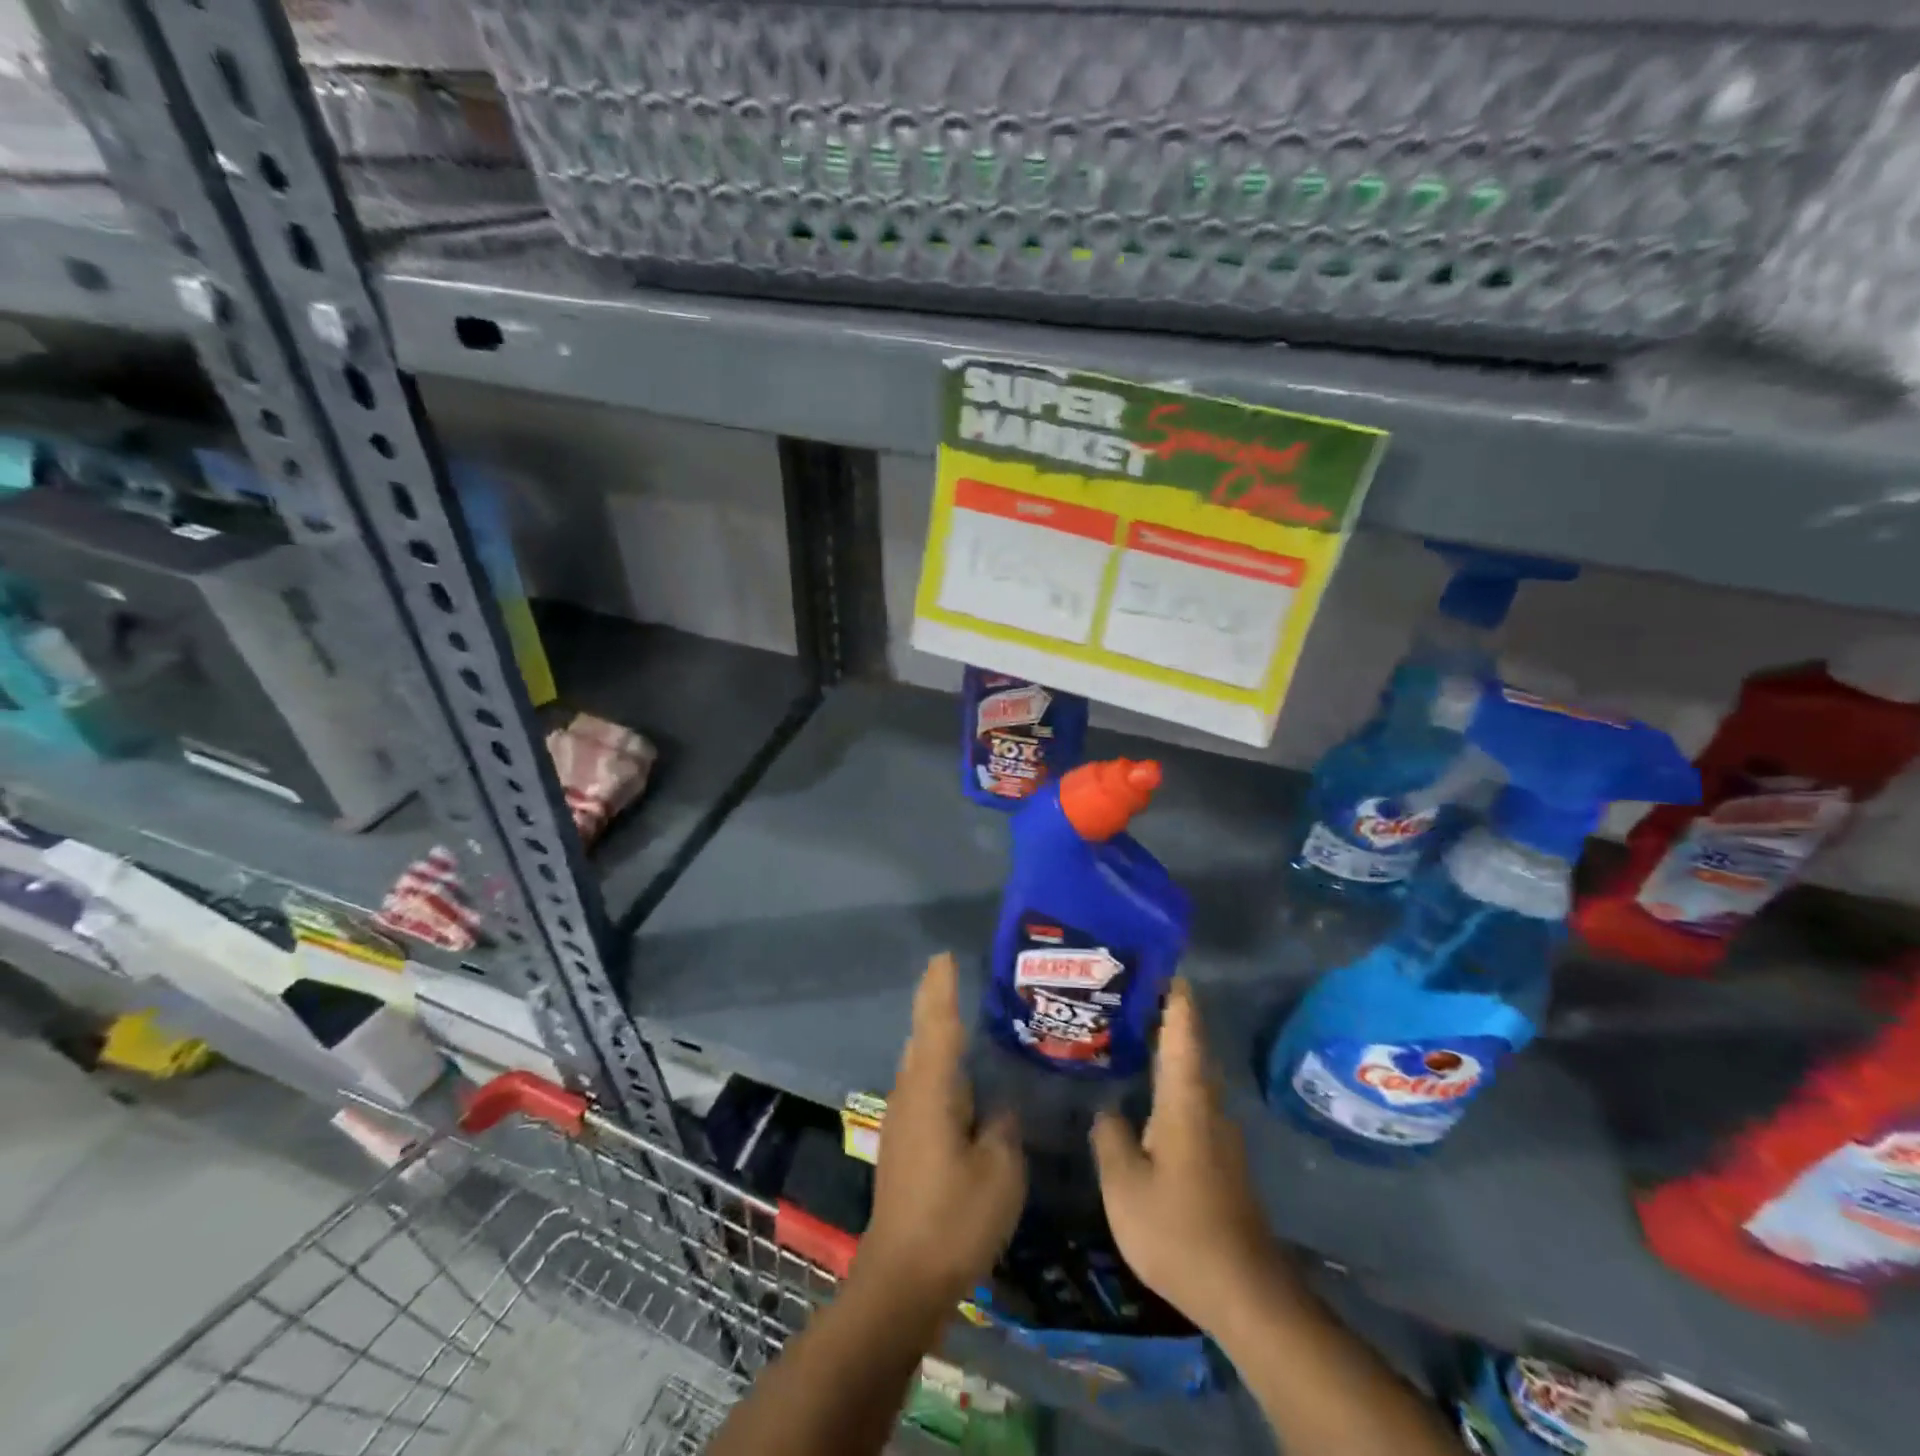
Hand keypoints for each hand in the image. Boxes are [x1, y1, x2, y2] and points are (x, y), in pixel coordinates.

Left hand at [855, 952, 1025, 1310]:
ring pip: (920, 1062)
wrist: (902, 1278)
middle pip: (923, 1036)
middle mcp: (910, 1095)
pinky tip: (961, 1078)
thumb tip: (1002, 1106)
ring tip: (964, 1016)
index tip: (945, 956)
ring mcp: (902, 1119)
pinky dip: (940, 1066)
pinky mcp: (903, 1142)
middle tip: (957, 975)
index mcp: (931, 1091)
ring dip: (936, 1035)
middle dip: (935, 1003)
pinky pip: (923, 1086)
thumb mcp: (999, 1171)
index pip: (937, 1024)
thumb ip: (1003, 1127)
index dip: (941, 988)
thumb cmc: (954, 1219)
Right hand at [1090, 979, 1287, 1329]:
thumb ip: (1109, 1137)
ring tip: (1125, 1035)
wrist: (1245, 1292)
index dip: (1172, 992)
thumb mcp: (1124, 1184)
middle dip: (1162, 1014)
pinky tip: (1142, 1095)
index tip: (1155, 960)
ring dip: (1164, 1049)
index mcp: (1185, 1099)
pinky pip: (1190, 1100)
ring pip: (1190, 1074)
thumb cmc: (1179, 1229)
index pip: (1183, 1029)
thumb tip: (1107, 1110)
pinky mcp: (1219, 1157)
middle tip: (1122, 993)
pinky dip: (1168, 1082)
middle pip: (1189, 1044)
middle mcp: (1207, 1105)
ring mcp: (1218, 1132)